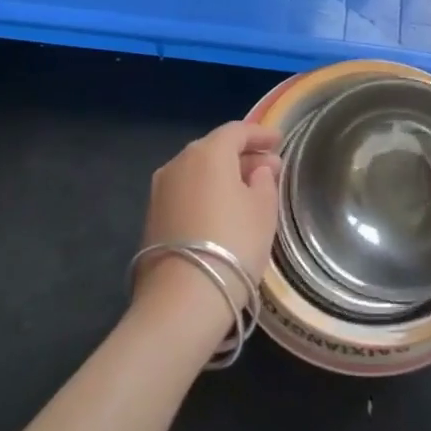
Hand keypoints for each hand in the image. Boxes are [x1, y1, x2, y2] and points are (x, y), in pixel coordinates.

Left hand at [133, 121, 282, 328]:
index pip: (237, 131)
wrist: (181, 299)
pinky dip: (205, 193)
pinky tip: (221, 211)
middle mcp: (179, 162)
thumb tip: (258, 169)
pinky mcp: (151, 216)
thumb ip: (264, 181)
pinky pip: (186, 192)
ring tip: (247, 191)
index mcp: (208, 152)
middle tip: (268, 168)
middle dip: (243, 156)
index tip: (279, 141)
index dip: (260, 134)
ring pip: (198, 171)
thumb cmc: (233, 244)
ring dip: (222, 176)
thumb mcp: (263, 210)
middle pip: (215, 149)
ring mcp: (160, 190)